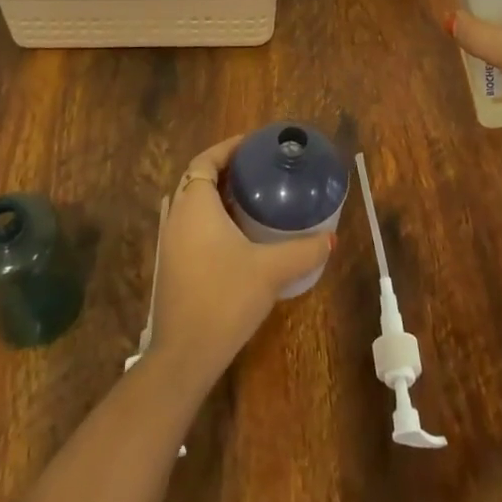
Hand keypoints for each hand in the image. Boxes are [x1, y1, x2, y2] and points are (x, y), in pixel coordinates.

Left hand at [148, 138, 334, 383]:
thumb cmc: (225, 298)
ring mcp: (170, 244)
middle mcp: (177, 217)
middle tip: (258, 170)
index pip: (205, 161)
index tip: (252, 145)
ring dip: (218, 197)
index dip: (227, 148)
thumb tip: (330, 238)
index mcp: (194, 205)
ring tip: (253, 199)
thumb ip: (303, 251)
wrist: (184, 356)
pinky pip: (192, 227)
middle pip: (198, 180)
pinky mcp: (172, 267)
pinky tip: (239, 237)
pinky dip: (213, 220)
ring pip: (194, 206)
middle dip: (226, 171)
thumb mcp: (270, 270)